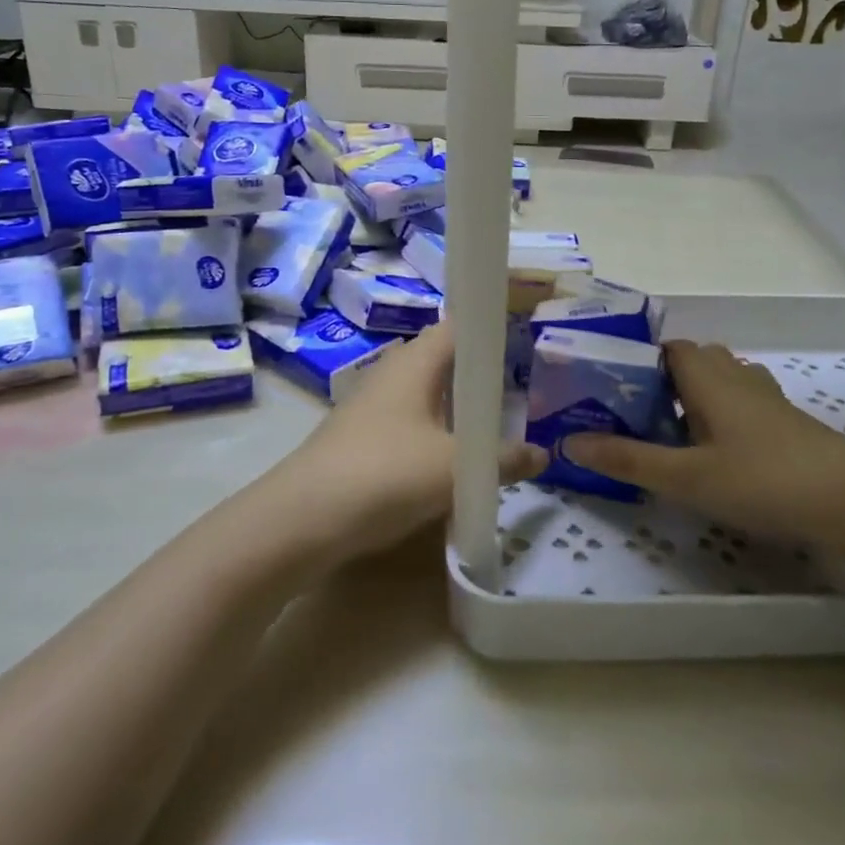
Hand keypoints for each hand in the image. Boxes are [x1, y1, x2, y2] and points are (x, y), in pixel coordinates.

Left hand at [271, 319, 546, 563]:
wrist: (302, 520)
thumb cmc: (385, 475)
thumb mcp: (454, 470)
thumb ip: (502, 460)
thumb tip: (542, 454)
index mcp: (415, 362)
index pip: (458, 324)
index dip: (491, 325)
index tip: (526, 337)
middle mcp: (392, 372)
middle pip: (444, 359)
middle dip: (480, 372)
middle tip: (522, 388)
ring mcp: (372, 405)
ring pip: (427, 393)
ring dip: (458, 407)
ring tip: (495, 426)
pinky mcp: (362, 436)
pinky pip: (410, 421)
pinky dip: (436, 431)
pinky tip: (452, 459)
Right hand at [563, 340, 844, 546]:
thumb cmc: (762, 479)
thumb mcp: (685, 476)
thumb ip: (627, 458)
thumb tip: (568, 441)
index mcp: (708, 378)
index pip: (669, 347)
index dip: (640, 358)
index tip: (612, 384)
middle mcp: (737, 378)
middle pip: (696, 360)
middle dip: (664, 379)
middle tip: (635, 412)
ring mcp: (768, 400)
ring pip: (723, 382)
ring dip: (695, 396)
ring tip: (670, 431)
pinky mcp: (788, 425)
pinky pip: (744, 404)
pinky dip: (723, 415)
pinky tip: (717, 451)